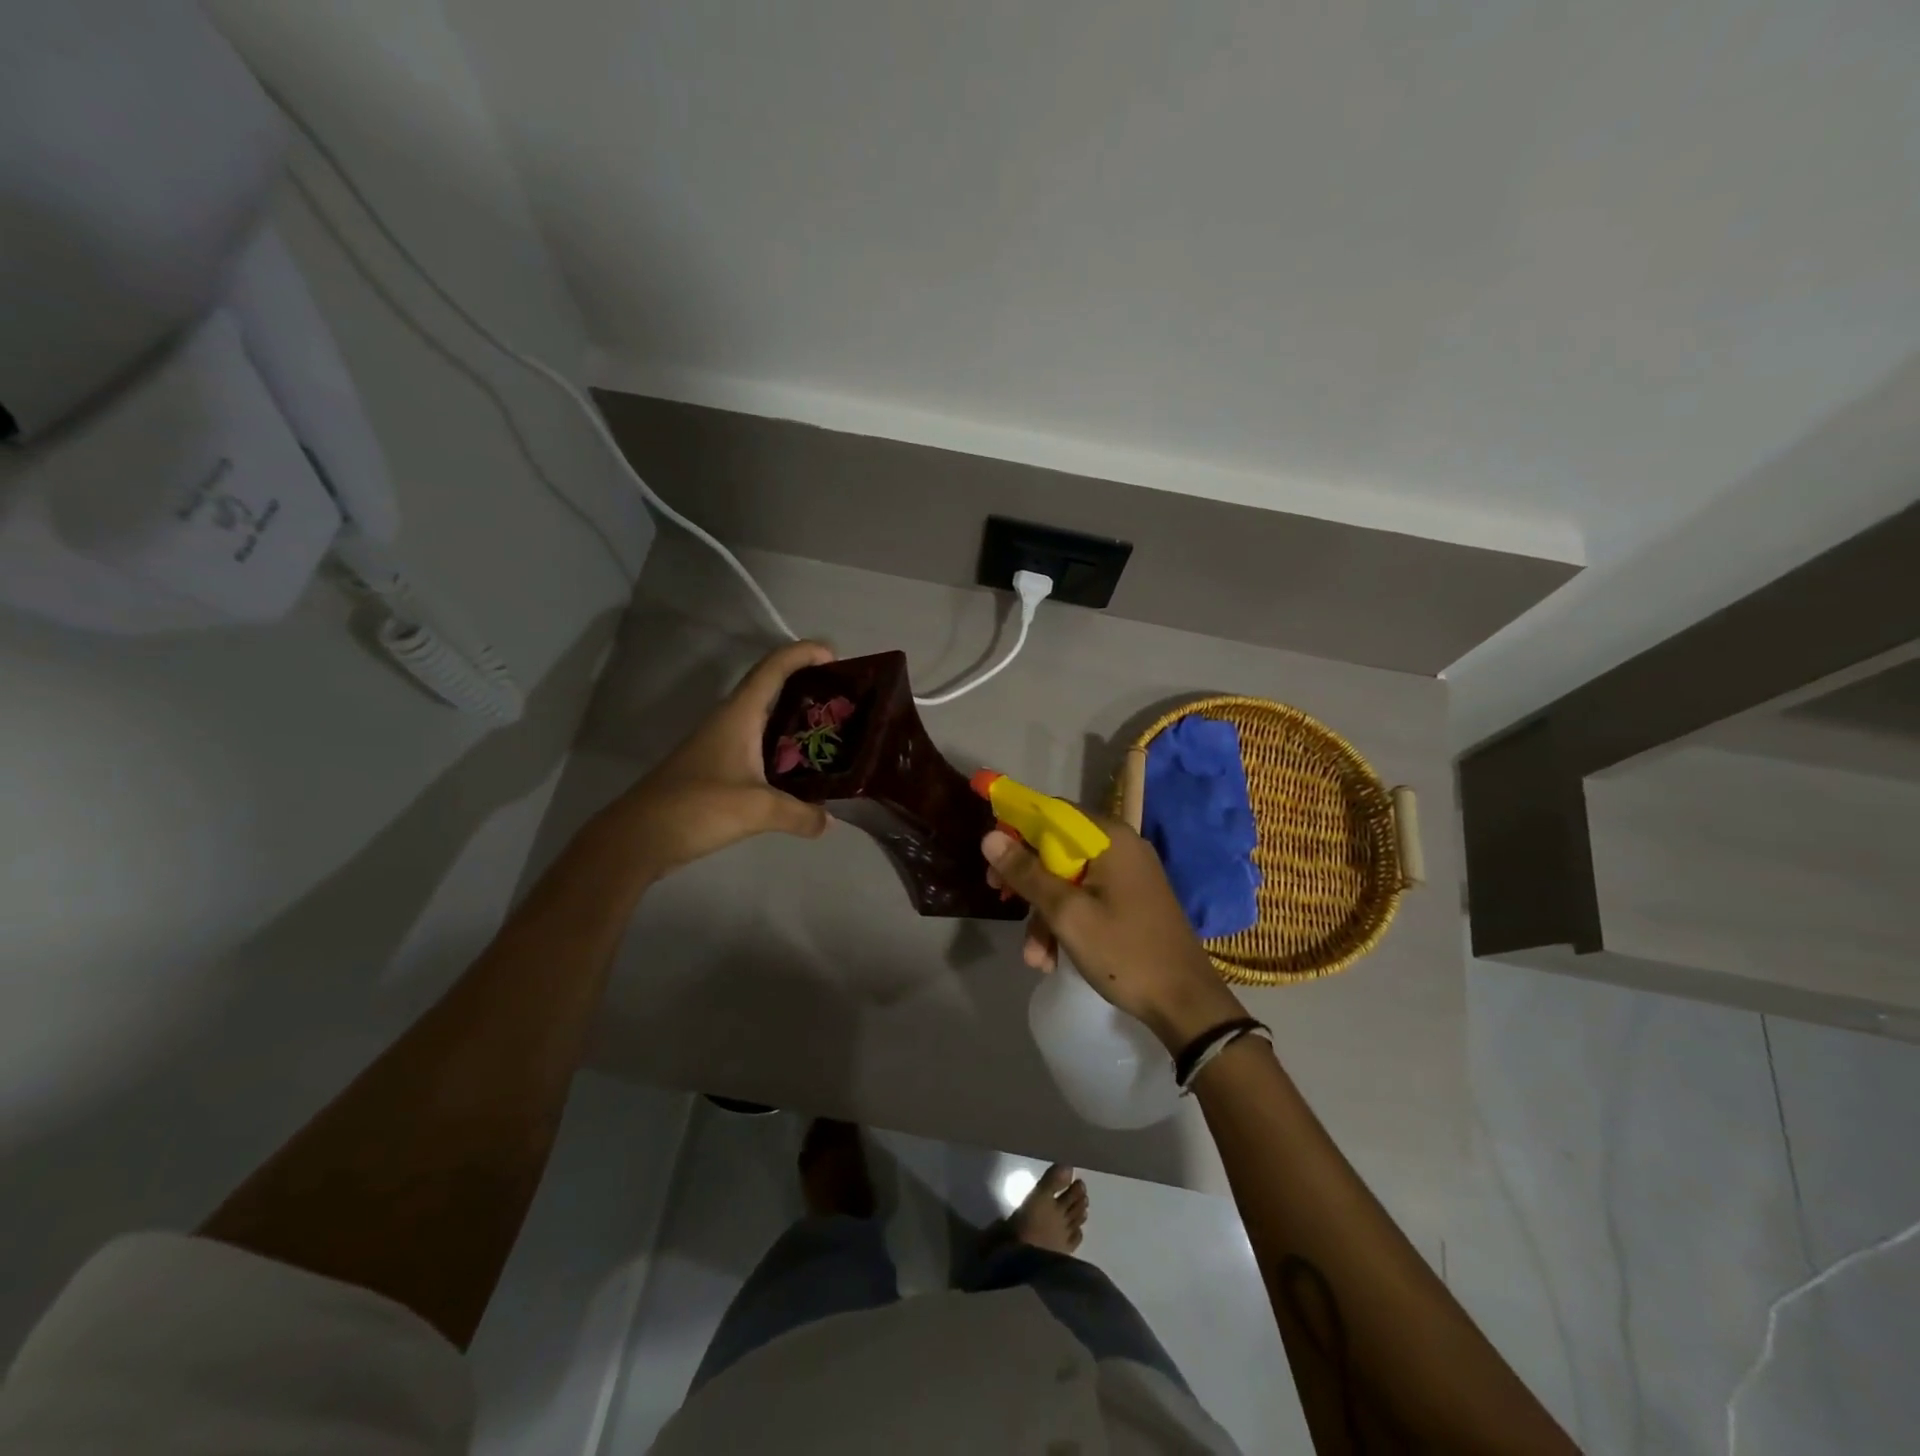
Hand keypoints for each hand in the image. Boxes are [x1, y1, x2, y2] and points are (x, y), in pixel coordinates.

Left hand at [604, 640, 836, 880]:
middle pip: (772, 688)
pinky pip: (759, 746)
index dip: (804, 654)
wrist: (638, 837)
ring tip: (831, 732)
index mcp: (738, 715)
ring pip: (766, 719)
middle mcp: (730, 721)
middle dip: (808, 686)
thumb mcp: (757, 810)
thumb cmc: (696, 807)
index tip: (835, 657)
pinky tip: (802, 770)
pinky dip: (784, 748)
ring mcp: (721, 744)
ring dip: (796, 719)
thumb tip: (829, 821)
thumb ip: (800, 814)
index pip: (774, 668)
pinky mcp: (717, 768)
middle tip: (843, 701)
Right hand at [983, 818, 1245, 1052]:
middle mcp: (1120, 847)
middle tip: (1001, 899)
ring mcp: (1128, 875)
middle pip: (1057, 847)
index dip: (1017, 828)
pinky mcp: (1130, 900)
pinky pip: (1087, 898)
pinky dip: (1066, 923)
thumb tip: (989, 836)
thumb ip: (1027, 873)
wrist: (1185, 1003)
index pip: (1052, 811)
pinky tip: (1052, 959)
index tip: (993, 857)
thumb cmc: (1124, 952)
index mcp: (1109, 838)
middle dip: (1028, 881)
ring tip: (1034, 957)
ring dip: (1044, 914)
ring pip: (1068, 879)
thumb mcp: (1067, 914)